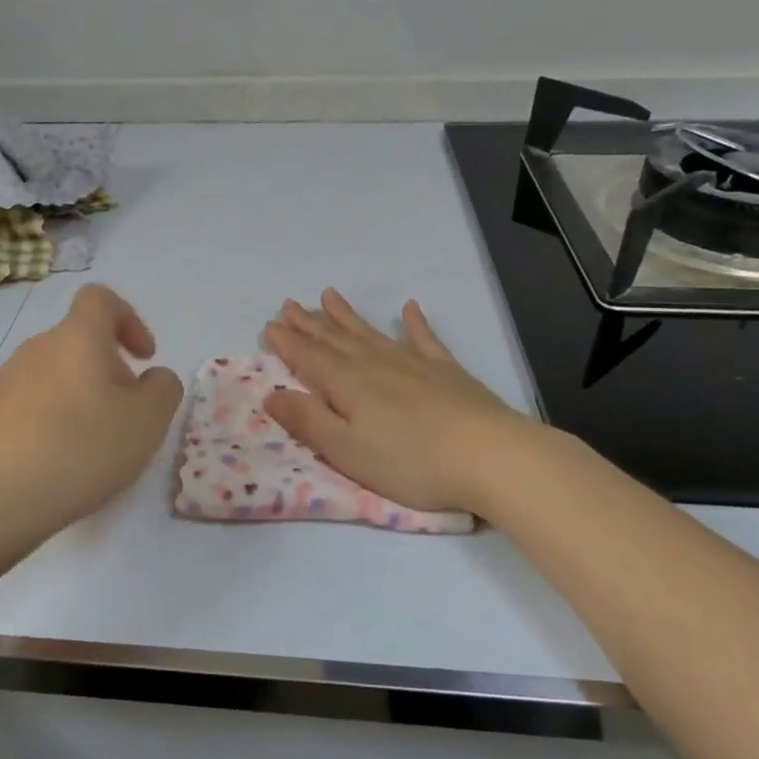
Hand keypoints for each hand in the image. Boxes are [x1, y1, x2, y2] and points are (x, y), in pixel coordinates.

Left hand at [0, 285, 182, 537]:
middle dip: (106, 371)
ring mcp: (3, 381)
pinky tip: (51, 464)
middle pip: (78, 342)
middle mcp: (36, 348)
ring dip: (76, 399)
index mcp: (77, 338)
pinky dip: (46, 423)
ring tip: (87, 447)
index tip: (142, 357)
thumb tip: (152, 377)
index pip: (100, 298)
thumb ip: (163, 388)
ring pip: (52, 376)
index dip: (128, 319)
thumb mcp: (148, 421)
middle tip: (122, 416)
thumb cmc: (81, 449)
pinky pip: (26, 407)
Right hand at [262, 289, 532, 514]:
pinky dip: (414, 324)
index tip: (269, 326)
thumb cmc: (410, 462)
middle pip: (335, 339)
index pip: (309, 358)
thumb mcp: (347, 451)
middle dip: (309, 323)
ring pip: (370, 333)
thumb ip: (308, 421)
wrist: (489, 455)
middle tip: (289, 304)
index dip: (288, 343)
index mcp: (347, 385)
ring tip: (328, 295)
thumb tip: (272, 393)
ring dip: (347, 315)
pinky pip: (424, 339)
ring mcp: (412, 364)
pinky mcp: (446, 371)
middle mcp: (375, 365)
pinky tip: (409, 308)